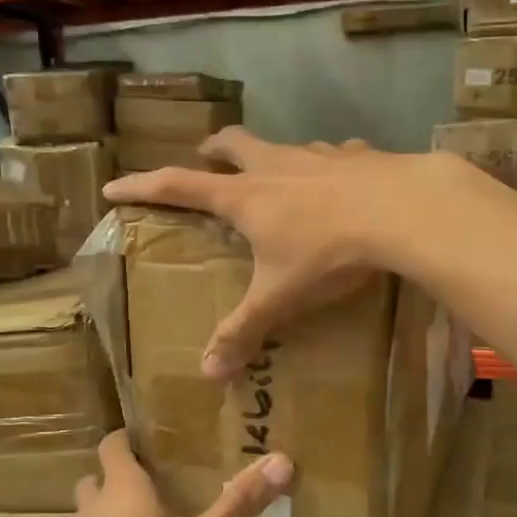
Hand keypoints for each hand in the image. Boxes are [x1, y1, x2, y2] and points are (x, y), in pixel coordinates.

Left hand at [46, 431, 292, 516]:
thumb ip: (240, 502)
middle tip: (155, 488)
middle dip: (119, 479)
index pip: (112, 444)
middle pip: (97, 478)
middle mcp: (93, 507)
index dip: (127, 439)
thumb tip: (282, 459)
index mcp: (123, 488)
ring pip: (89, 514)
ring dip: (109, 515)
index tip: (150, 443)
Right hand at [103, 127, 437, 378]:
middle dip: (212, 150)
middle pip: (232, 144)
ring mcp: (318, 155)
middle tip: (205, 160)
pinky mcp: (358, 156)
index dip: (143, 186)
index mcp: (245, 197)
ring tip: (277, 177)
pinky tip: (342, 180)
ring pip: (283, 146)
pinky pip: (335, 154)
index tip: (114, 186)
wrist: (401, 211)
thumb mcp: (281, 297)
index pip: (178, 186)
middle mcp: (275, 167)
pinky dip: (327, 165)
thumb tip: (209, 373)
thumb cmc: (328, 253)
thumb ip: (244, 330)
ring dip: (271, 157)